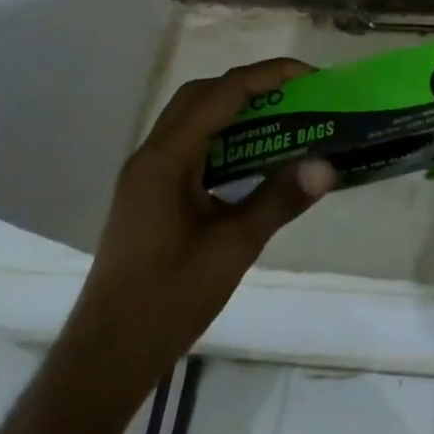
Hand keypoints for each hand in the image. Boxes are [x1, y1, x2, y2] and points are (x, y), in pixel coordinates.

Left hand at [67, 59, 336, 398]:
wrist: (106, 357)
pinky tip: (252, 159)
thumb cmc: (167, 300)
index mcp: (166, 159)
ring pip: (193, 118)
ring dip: (236, 109)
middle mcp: (151, 155)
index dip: (268, 76)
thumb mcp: (232, 249)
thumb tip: (326, 165)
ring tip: (282, 119)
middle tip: (296, 96)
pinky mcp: (149, 194)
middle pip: (202, 95)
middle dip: (251, 85)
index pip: (221, 94)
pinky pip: (189, 145)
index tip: (310, 77)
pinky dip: (223, 136)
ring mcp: (146, 175)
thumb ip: (278, 200)